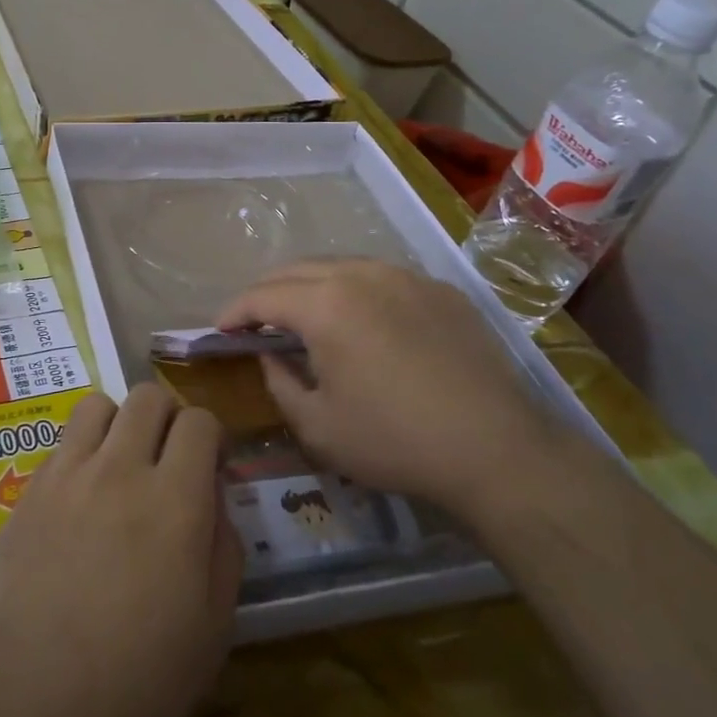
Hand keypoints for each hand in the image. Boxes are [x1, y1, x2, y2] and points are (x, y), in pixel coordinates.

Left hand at [0, 385, 241, 716]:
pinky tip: (80, 497)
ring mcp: (69, 475)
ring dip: (119, 423)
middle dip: (169, 416)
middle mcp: (121, 469)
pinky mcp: (29, 491)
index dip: (211, 435)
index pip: (199, 421)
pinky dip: (81, 452)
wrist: (25, 701)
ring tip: (121, 465)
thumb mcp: (211, 630)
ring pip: (99, 405)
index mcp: (176, 500)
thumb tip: (213, 501)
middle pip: (148, 396)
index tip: (211, 467)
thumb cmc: (132, 681)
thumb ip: (224, 550)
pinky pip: (62, 443)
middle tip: (169, 458)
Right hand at [216, 259, 550, 520]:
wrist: (497, 450)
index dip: (233, 312)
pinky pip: (381, 278)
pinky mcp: (440, 290)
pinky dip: (354, 291)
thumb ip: (279, 382)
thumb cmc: (394, 442)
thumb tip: (269, 354)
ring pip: (340, 266)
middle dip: (267, 292)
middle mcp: (362, 275)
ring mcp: (406, 277)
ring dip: (310, 286)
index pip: (262, 296)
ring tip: (302, 315)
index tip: (219, 331)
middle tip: (254, 321)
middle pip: (297, 270)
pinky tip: (361, 321)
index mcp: (325, 305)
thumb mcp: (318, 426)